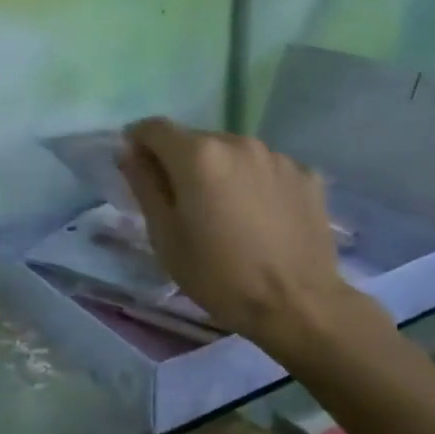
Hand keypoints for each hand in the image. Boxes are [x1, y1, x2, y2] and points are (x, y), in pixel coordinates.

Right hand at [118, 118, 387, 358]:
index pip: (155, 128)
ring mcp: (278, 157)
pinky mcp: (306, 176)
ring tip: (225, 213)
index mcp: (198, 155)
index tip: (136, 166)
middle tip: (182, 203)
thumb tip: (128, 151)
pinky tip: (260, 218)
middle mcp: (238, 142)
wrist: (297, 305)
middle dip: (181, 162)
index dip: (138, 142)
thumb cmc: (217, 274)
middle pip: (196, 140)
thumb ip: (143, 184)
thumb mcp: (165, 235)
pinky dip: (254, 184)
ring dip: (220, 172)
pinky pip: (266, 170)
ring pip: (233, 154)